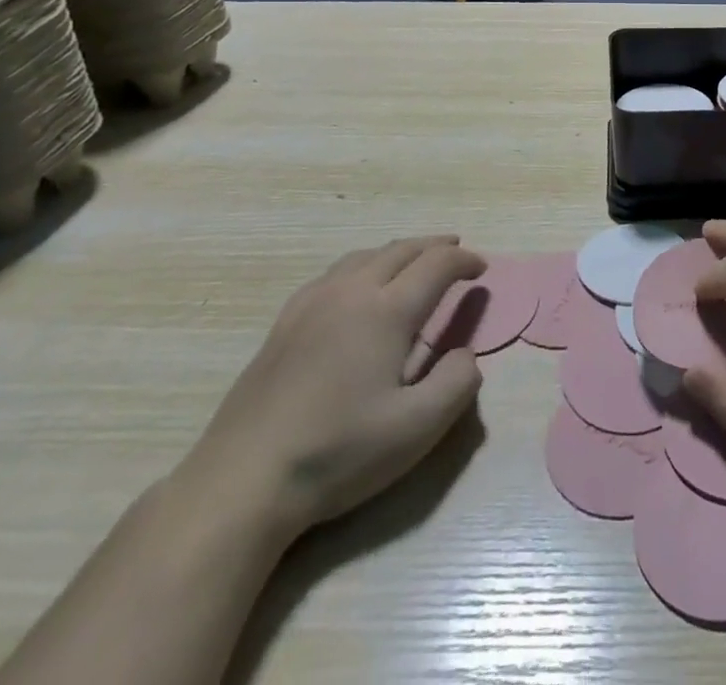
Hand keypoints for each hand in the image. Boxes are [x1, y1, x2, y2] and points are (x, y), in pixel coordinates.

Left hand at [176, 236, 485, 544]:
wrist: (243, 480)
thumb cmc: (337, 452)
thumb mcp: (416, 430)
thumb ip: (458, 384)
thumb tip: (466, 354)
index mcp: (386, 310)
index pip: (437, 264)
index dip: (464, 260)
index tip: (482, 269)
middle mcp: (351, 291)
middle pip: (401, 249)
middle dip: (435, 246)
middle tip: (457, 251)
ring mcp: (312, 303)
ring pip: (365, 256)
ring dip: (398, 252)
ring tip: (413, 264)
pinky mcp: (285, 322)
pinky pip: (334, 273)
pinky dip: (362, 266)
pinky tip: (357, 288)